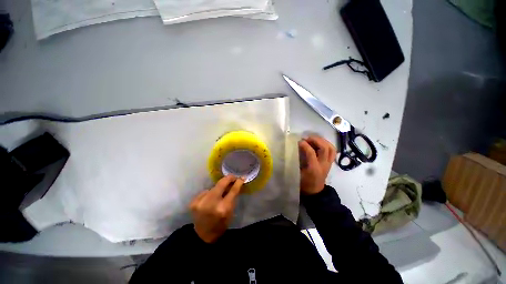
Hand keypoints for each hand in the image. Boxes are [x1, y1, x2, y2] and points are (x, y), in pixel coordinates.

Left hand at [189, 175, 243, 242]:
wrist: (203, 236)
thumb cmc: (221, 224)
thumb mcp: (230, 212)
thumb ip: (233, 197)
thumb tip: (236, 183)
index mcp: (223, 208)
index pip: (233, 190)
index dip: (238, 182)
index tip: (241, 177)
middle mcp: (211, 203)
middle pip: (221, 183)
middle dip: (228, 178)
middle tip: (233, 177)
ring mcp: (201, 201)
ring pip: (213, 187)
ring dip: (218, 188)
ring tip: (220, 193)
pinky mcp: (193, 202)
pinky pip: (205, 192)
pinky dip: (209, 193)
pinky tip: (210, 199)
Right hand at [298, 136, 336, 194]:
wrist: (315, 191)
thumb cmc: (304, 183)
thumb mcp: (297, 173)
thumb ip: (297, 161)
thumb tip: (296, 148)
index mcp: (314, 168)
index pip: (311, 153)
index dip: (305, 145)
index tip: (298, 141)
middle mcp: (323, 164)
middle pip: (325, 148)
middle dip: (316, 140)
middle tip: (307, 138)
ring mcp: (328, 163)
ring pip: (331, 148)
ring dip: (323, 141)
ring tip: (314, 139)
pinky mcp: (330, 163)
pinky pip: (332, 151)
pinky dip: (327, 144)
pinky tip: (320, 143)